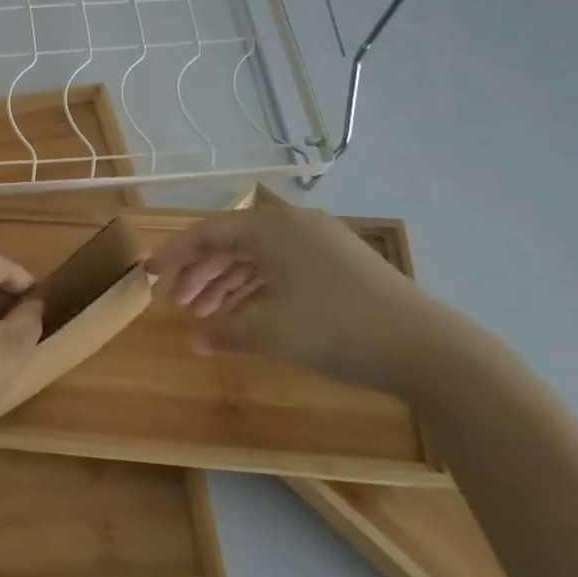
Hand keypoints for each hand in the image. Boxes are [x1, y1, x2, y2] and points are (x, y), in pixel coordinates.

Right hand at [147, 187, 479, 395]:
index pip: (208, 233)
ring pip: (258, 259)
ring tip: (205, 316)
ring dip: (227, 285)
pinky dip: (258, 292)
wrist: (429, 349)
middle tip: (178, 304)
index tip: (148, 274)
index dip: (174, 255)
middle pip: (232, 244)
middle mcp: (294, 226)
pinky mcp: (342, 268)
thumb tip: (195, 339)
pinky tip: (246, 318)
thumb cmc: (335, 329)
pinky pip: (283, 271)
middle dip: (200, 274)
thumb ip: (224, 332)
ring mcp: (322, 245)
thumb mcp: (269, 332)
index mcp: (272, 227)